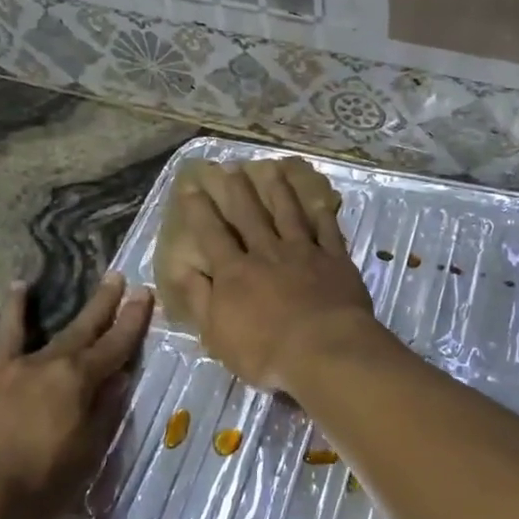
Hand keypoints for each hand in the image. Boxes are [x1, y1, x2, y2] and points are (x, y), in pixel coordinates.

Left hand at [0, 272, 151, 518]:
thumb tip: (118, 380)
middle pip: (76, 331)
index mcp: (75, 381)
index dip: (132, 320)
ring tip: (19, 285)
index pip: (114, 345)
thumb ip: (103, 413)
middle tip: (113, 275)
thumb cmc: (36, 484)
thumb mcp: (86, 454)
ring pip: (9, 336)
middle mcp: (39, 368)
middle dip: (98, 304)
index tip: (144, 291)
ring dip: (16, 311)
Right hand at [165, 160, 380, 392]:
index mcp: (235, 272)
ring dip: (278, 191)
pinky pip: (328, 230)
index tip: (191, 187)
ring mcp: (304, 253)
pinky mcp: (335, 260)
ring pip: (288, 214)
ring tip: (271, 168)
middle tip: (230, 166)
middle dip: (237, 190)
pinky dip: (322, 214)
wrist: (325, 351)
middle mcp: (267, 253)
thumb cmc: (265, 351)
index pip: (212, 235)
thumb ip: (199, 298)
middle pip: (250, 215)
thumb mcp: (217, 333)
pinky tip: (318, 199)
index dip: (200, 210)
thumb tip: (182, 268)